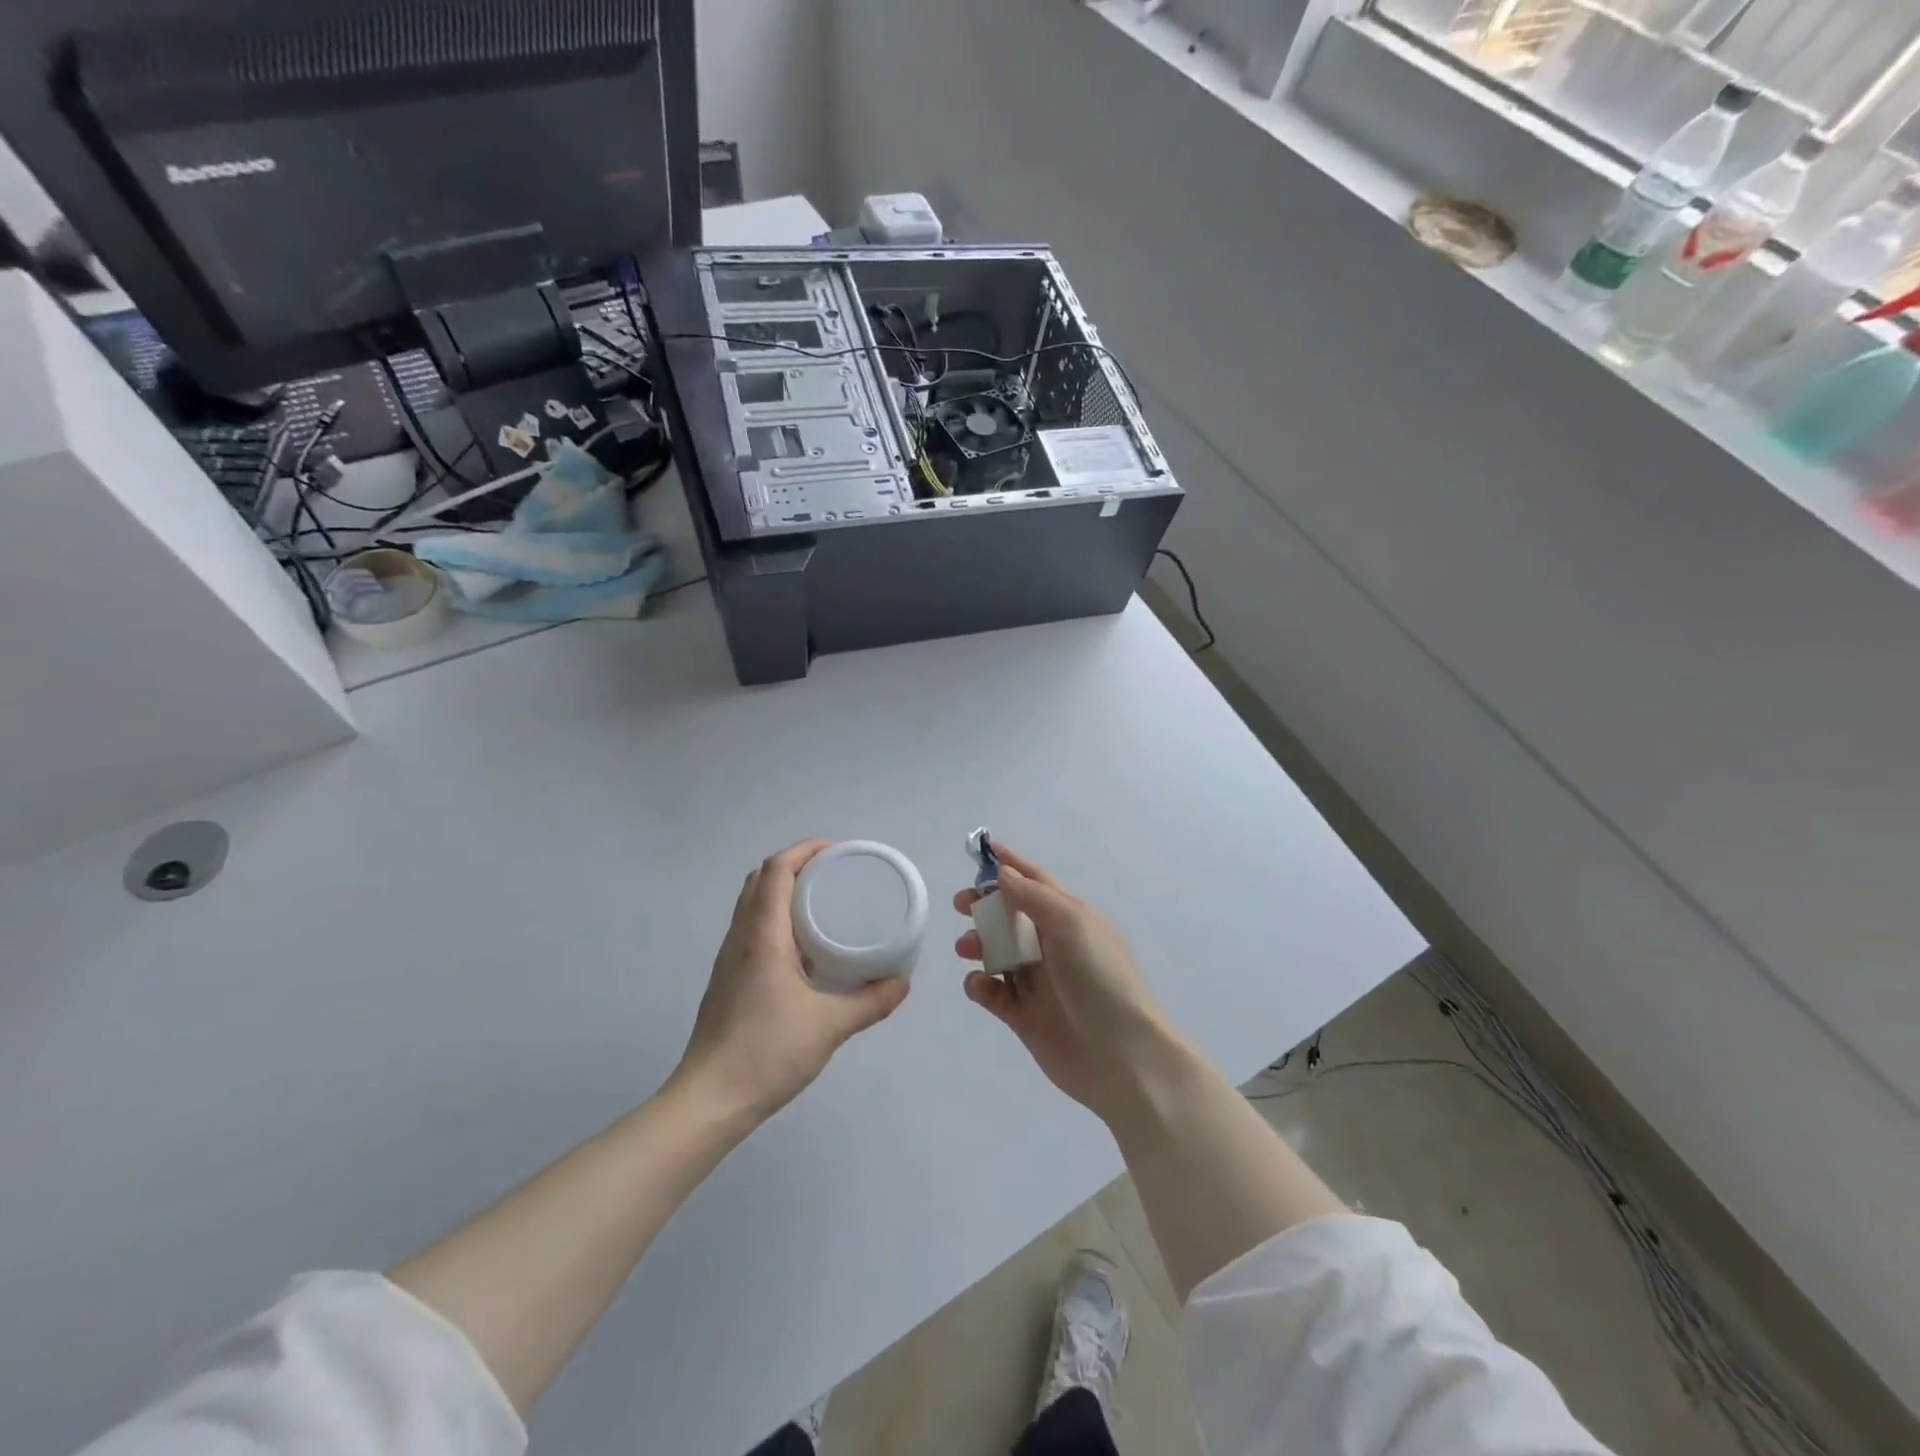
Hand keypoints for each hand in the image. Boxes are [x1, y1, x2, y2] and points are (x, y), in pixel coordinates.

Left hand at [675, 841, 910, 1124]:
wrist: (709, 1099)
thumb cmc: (767, 1052)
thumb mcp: (830, 1026)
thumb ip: (870, 1002)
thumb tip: (902, 983)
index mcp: (762, 935)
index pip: (775, 870)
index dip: (803, 850)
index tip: (835, 851)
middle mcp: (741, 938)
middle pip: (760, 881)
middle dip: (795, 866)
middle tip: (833, 874)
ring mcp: (729, 960)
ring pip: (752, 906)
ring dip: (782, 892)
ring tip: (822, 904)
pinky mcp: (727, 980)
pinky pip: (751, 930)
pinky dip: (775, 919)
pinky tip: (803, 949)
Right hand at [954, 847, 1182, 1125]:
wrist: (1121, 1056)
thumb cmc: (1099, 979)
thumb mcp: (1071, 924)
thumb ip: (1033, 897)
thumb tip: (1003, 873)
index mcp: (1070, 918)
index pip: (1036, 881)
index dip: (1011, 864)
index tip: (982, 849)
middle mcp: (1053, 945)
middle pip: (1011, 915)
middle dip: (984, 905)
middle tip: (961, 904)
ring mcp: (1038, 982)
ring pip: (998, 952)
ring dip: (978, 944)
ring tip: (966, 948)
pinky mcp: (1024, 1016)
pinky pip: (993, 993)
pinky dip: (980, 985)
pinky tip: (979, 985)